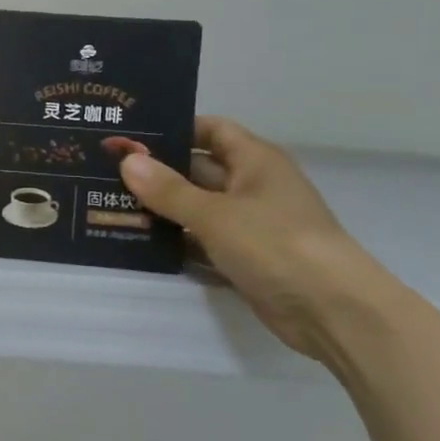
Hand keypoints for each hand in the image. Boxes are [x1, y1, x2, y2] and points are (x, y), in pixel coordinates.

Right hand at [119, 118, 395, 361]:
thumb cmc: (275, 244)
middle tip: (106, 171)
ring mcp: (250, 225)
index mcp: (255, 161)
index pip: (211, 129)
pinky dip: (176, 242)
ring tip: (110, 205)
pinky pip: (203, 242)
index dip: (174, 128)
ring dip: (162, 209)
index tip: (131, 135)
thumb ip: (168, 189)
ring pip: (197, 208)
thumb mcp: (214, 214)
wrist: (332, 312)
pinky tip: (138, 243)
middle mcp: (253, 186)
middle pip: (198, 169)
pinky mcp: (245, 259)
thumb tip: (128, 161)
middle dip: (157, 171)